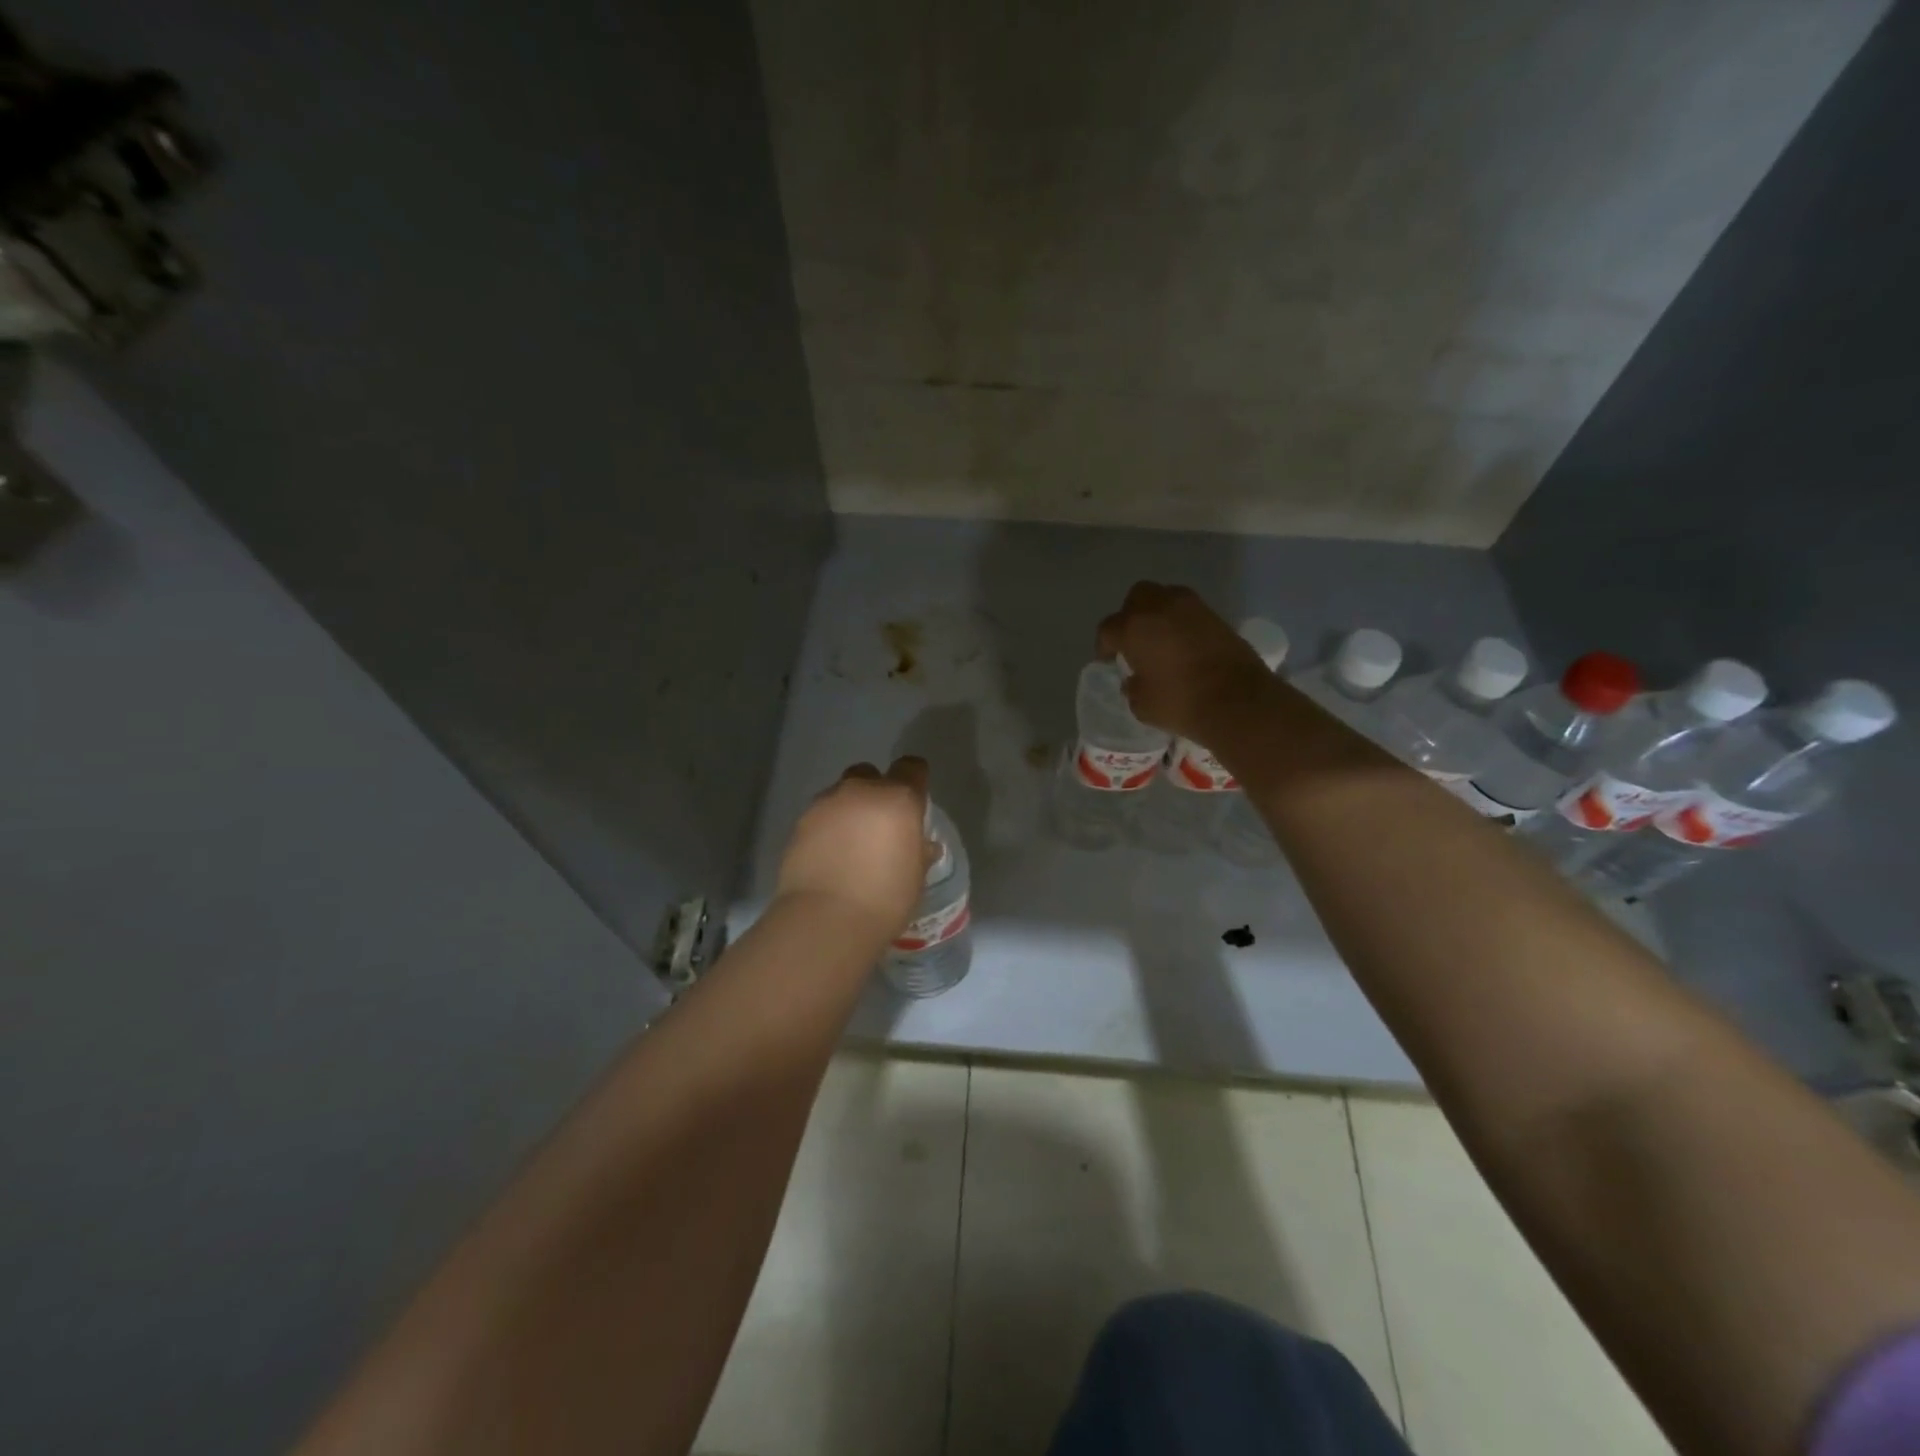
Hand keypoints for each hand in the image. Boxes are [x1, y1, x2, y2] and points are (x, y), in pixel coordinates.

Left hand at [776, 758, 935, 937]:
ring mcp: (826, 803)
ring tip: (849, 845)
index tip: (915, 802)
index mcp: (898, 799)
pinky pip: (820, 815)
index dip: (915, 780)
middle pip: (870, 774)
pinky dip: (826, 828)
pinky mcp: (800, 822)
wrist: (825, 919)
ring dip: (848, 810)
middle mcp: (861, 791)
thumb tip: (921, 845)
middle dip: (876, 791)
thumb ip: (919, 853)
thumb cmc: (885, 899)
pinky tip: (829, 856)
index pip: (912, 768)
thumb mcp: (915, 878)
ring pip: (841, 793)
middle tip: (879, 826)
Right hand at [1097, 582, 1278, 743]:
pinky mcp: (1216, 615)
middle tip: (1134, 640)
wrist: (1238, 701)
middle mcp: (1159, 607)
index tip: (1109, 661)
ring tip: (1161, 639)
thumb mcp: (1142, 704)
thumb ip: (1132, 686)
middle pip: (1136, 598)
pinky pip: (1189, 610)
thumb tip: (1135, 679)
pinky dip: (1182, 621)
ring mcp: (1191, 607)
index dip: (1104, 646)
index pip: (1108, 629)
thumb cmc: (1181, 703)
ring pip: (1165, 597)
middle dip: (1131, 615)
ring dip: (1158, 614)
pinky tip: (1184, 643)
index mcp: (1133, 627)